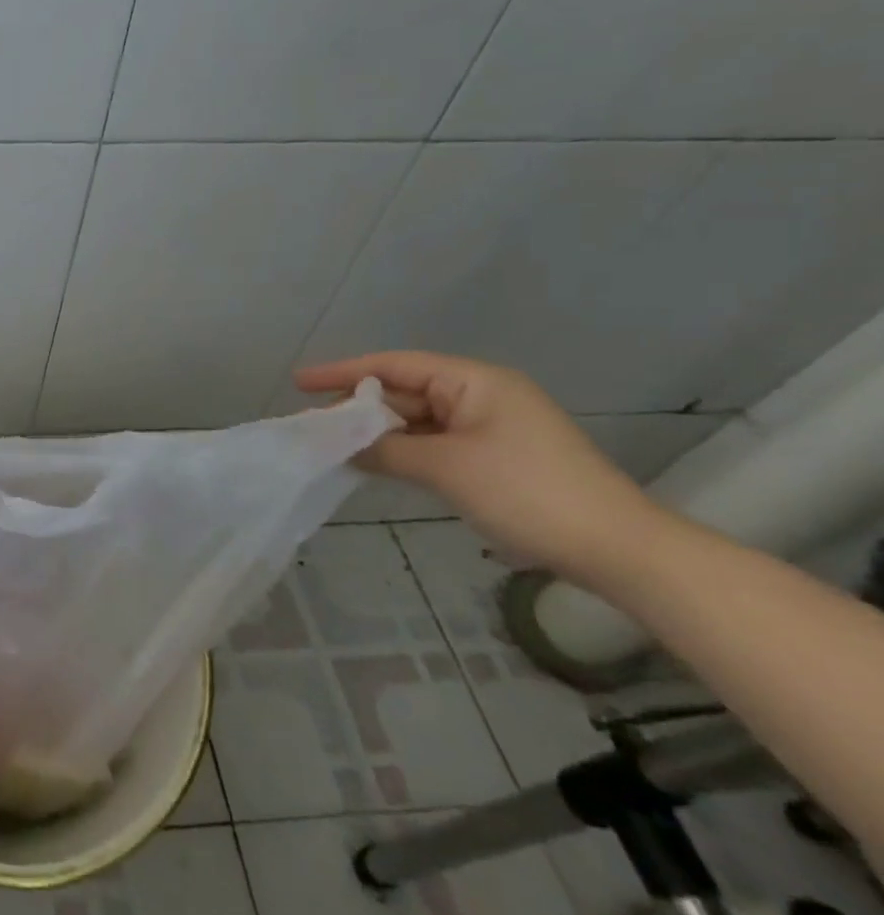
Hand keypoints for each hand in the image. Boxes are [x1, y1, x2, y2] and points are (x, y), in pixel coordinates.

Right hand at [295, 351, 653, 578]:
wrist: (616, 549)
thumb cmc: (527, 492)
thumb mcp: (445, 467)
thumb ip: (385, 449)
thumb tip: (340, 443)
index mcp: (474, 381)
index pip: (394, 365)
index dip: (343, 372)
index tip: (298, 383)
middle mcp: (480, 395)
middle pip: (404, 392)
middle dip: (358, 408)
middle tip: (312, 424)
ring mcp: (489, 427)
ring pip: (417, 420)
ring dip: (378, 433)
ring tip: (332, 445)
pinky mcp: (494, 456)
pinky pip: (434, 443)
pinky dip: (402, 451)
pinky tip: (373, 463)